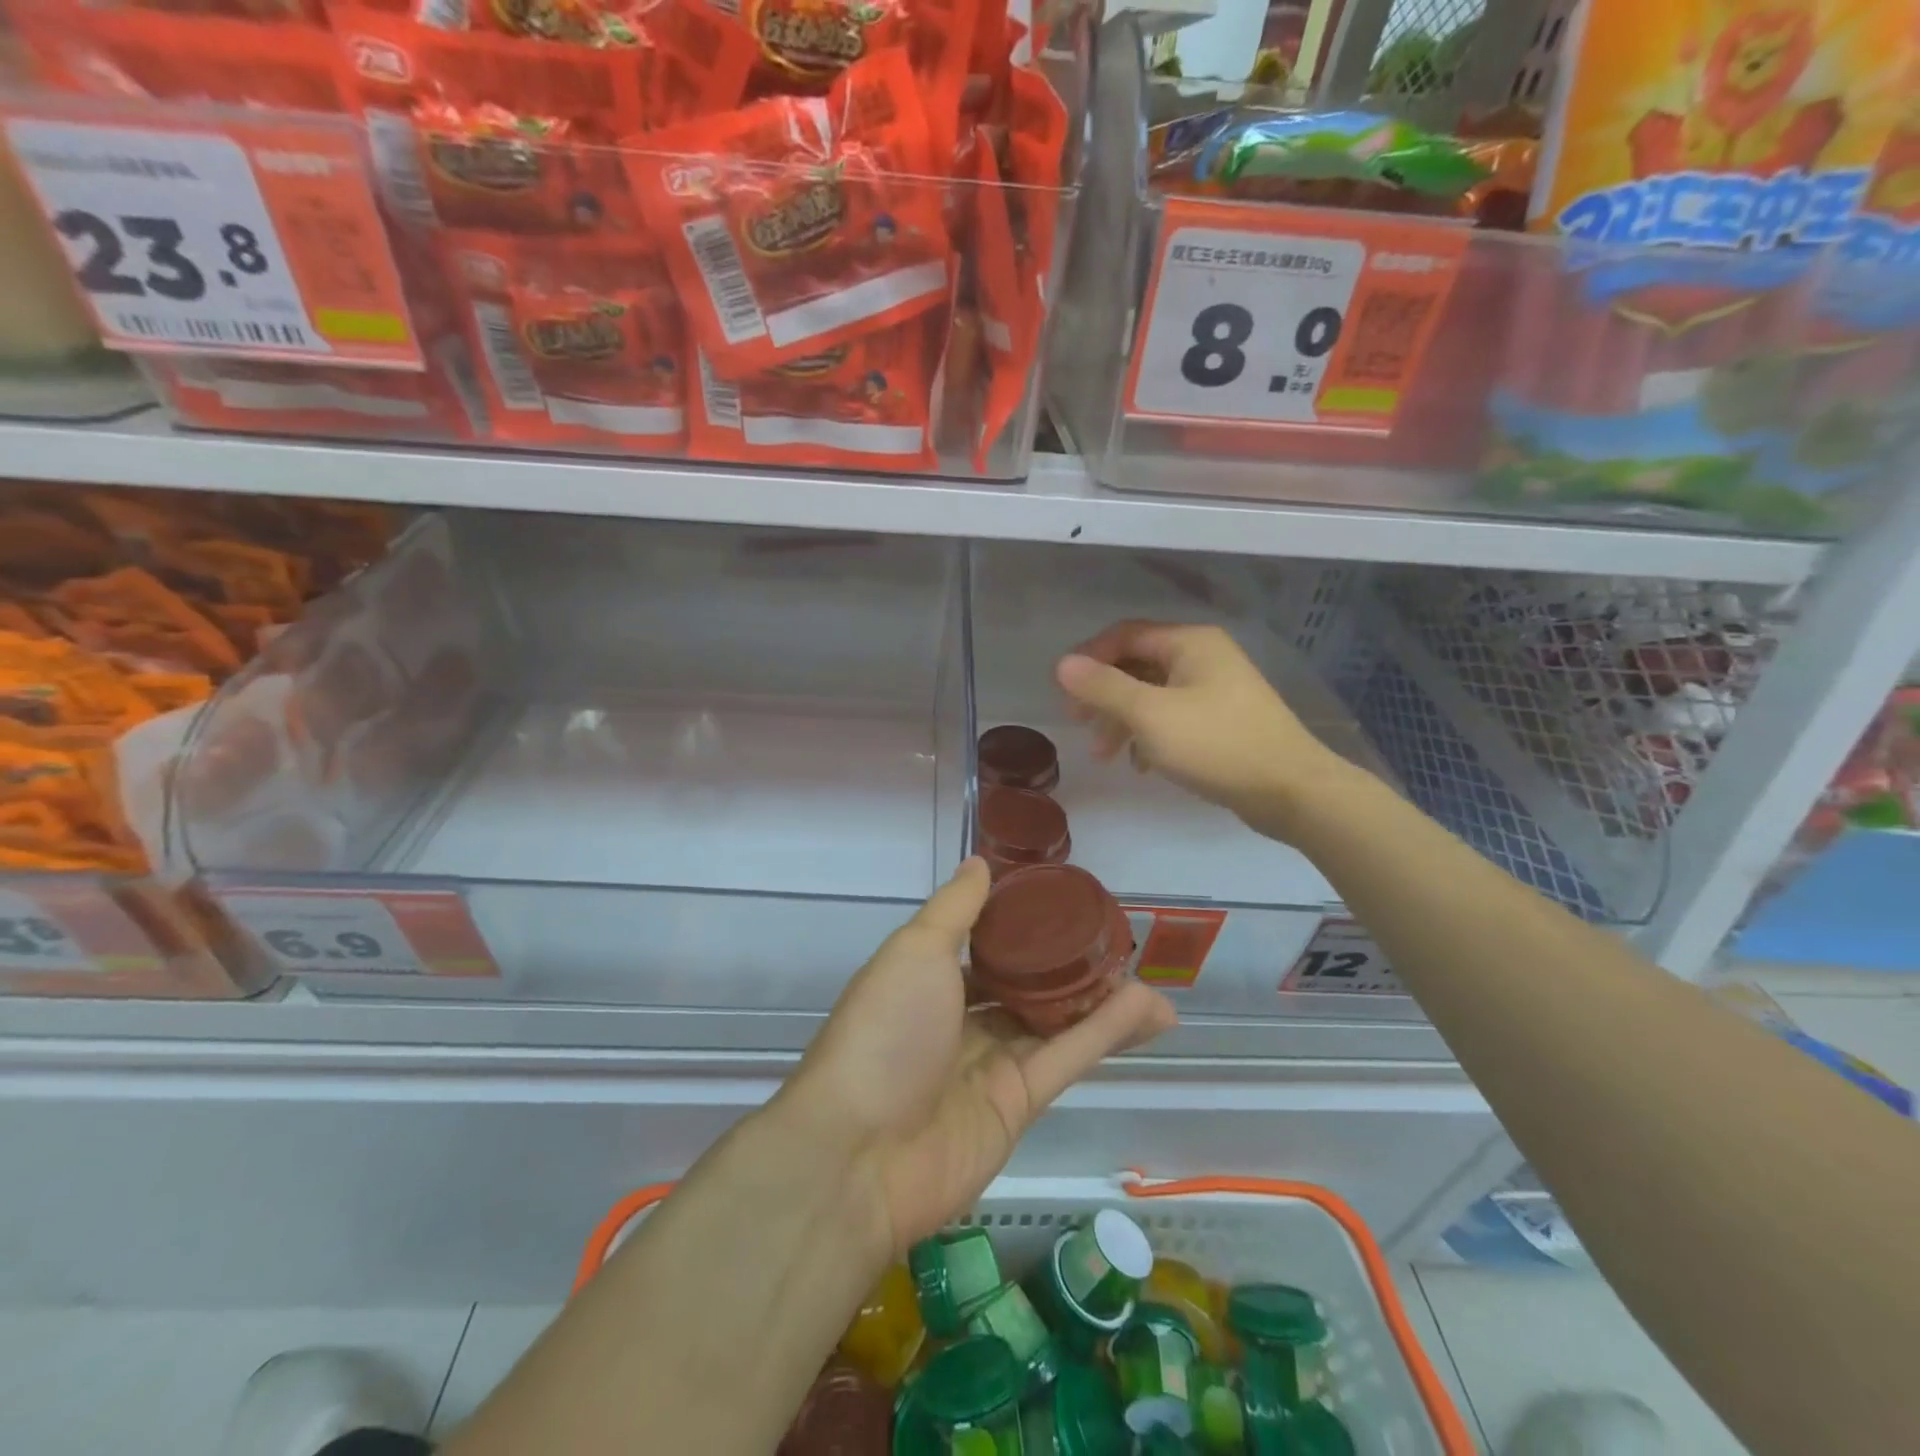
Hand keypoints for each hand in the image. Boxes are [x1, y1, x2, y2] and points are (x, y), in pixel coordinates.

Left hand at [786, 858, 1176, 1255]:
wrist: (859, 1155)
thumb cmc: (884, 1031)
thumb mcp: (915, 951)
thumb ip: (955, 908)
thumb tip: (980, 862)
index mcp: (927, 981)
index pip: (983, 948)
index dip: (1022, 930)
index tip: (1063, 908)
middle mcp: (958, 1022)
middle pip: (1024, 989)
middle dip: (1068, 971)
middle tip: (1117, 948)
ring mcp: (989, 1067)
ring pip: (1055, 1024)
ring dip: (1101, 1002)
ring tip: (1148, 980)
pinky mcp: (1018, 1107)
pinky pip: (1066, 1058)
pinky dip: (1105, 1033)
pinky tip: (1146, 1007)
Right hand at [1055, 620, 1347, 843]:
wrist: (1291, 790)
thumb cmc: (1217, 744)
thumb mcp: (1151, 715)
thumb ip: (1104, 688)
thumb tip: (1062, 665)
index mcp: (1189, 643)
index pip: (1125, 635)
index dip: (1089, 658)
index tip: (1064, 691)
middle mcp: (1203, 657)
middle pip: (1137, 666)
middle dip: (1103, 695)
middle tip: (1078, 724)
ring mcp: (1216, 690)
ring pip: (1153, 695)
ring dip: (1122, 721)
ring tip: (1104, 755)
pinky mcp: (1222, 721)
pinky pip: (1173, 718)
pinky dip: (1149, 736)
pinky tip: (1141, 765)